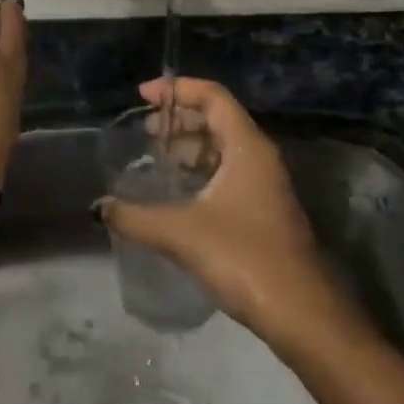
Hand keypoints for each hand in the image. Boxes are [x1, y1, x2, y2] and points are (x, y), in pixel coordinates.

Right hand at [97, 77, 355, 352]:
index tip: (143, 96)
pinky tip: (176, 195)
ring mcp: (264, 186)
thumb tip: (100, 207)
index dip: (177, 90)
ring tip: (155, 160)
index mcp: (247, 147)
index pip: (212, 96)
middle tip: (144, 132)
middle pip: (217, 119)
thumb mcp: (181, 233)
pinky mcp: (263, 212)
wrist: (303, 314)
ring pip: (223, 150)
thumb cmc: (244, 257)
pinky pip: (227, 175)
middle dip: (179, 120)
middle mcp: (259, 157)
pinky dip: (200, 173)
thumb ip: (135, 217)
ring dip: (189, 149)